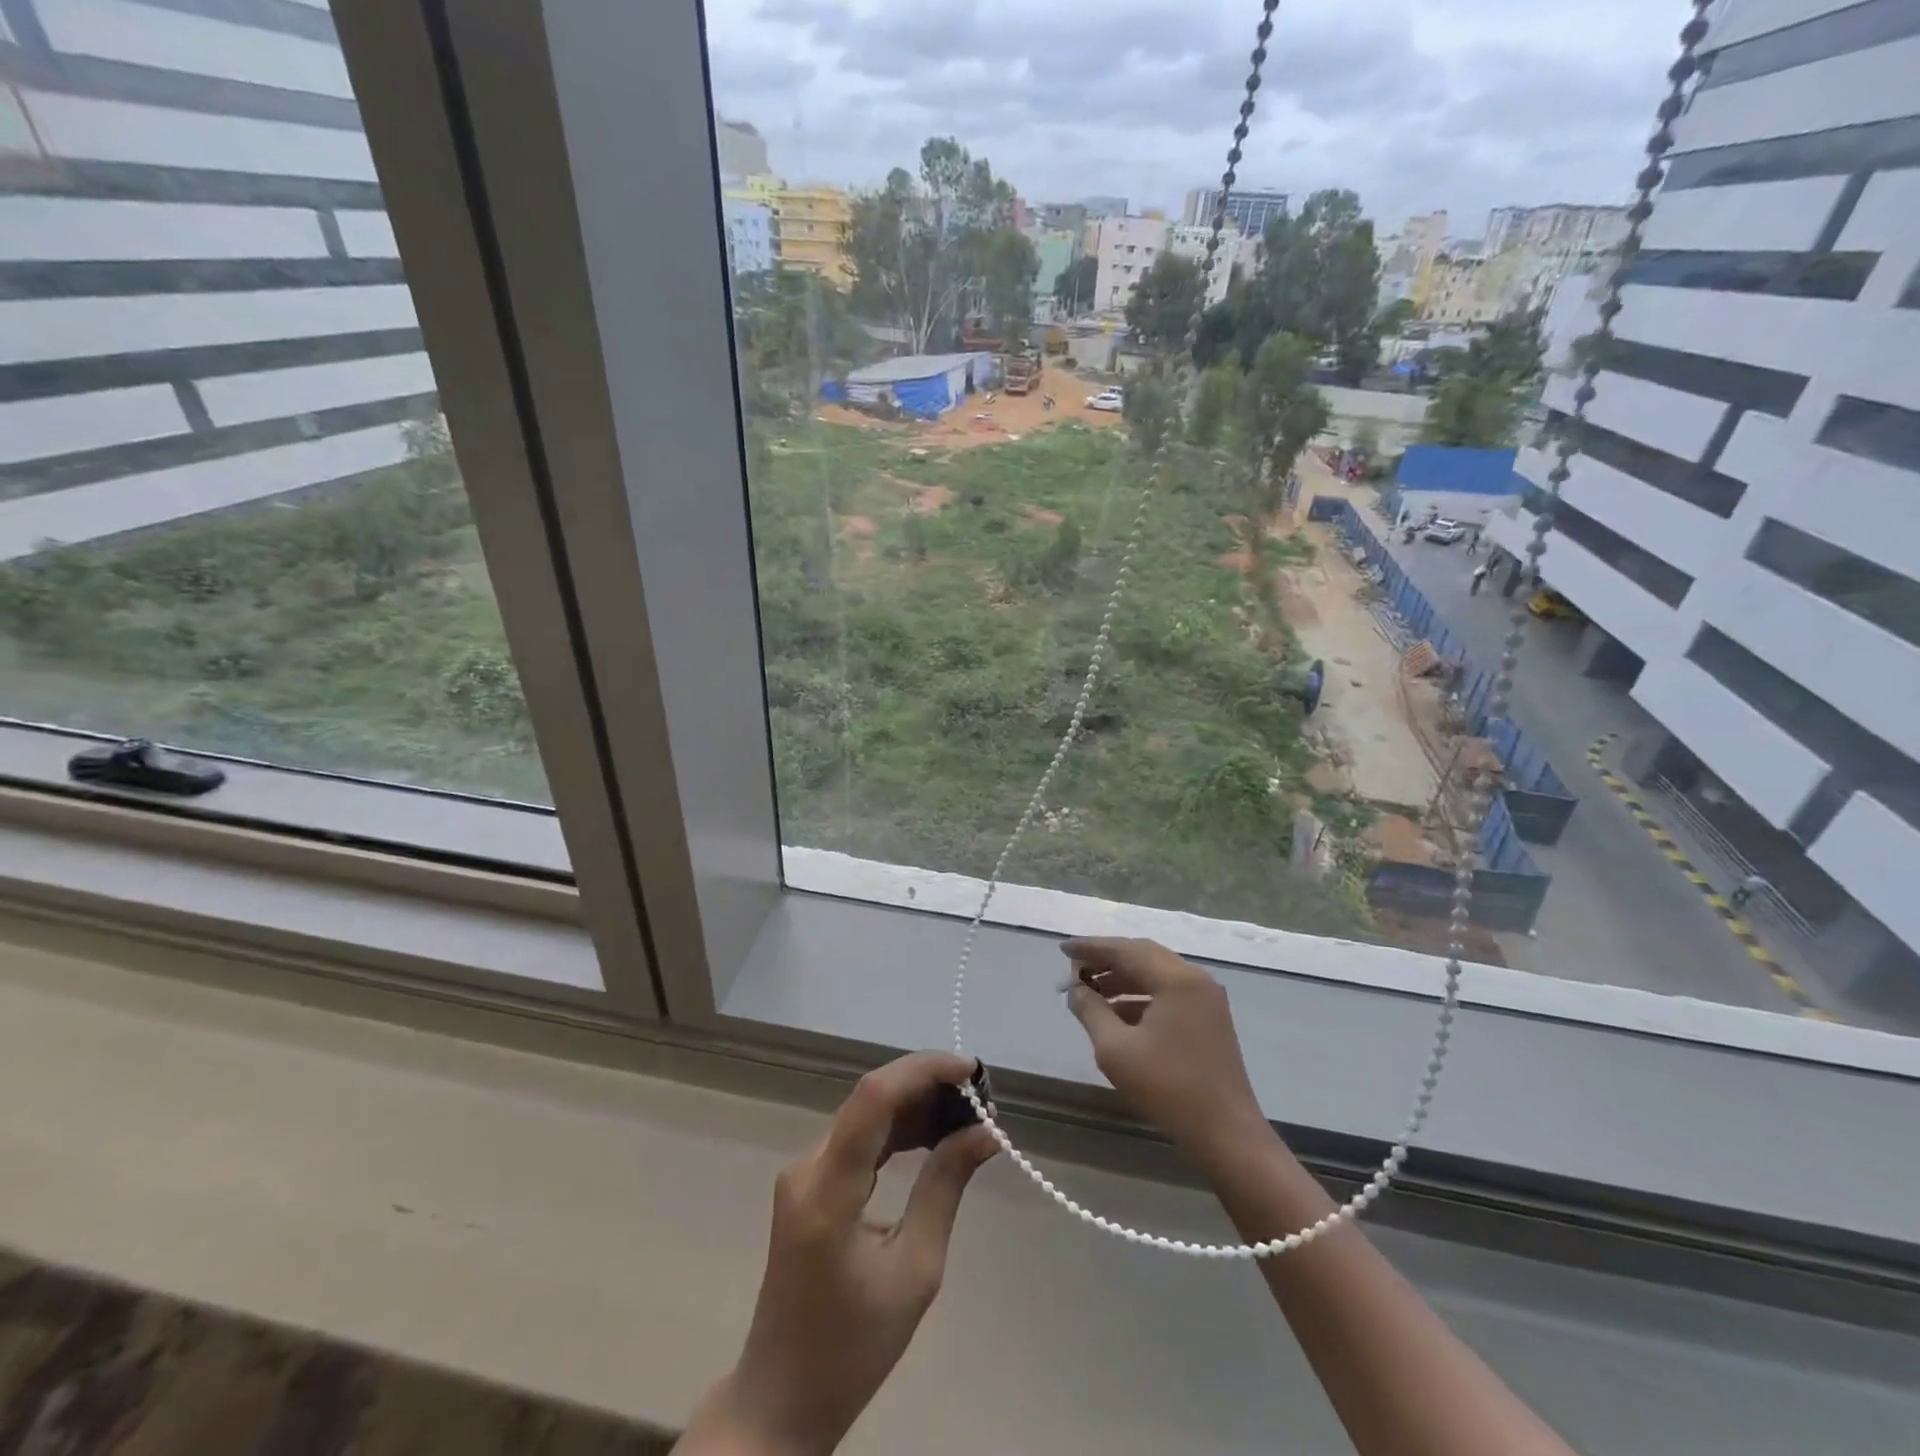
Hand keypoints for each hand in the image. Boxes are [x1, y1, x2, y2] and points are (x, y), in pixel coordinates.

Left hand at [684, 1051, 995, 1455]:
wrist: (782, 1398)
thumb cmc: (854, 1347)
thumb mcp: (915, 1270)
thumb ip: (945, 1188)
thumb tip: (984, 1132)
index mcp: (827, 1189)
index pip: (875, 1097)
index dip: (924, 1070)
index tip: (973, 1072)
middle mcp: (807, 1166)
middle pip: (870, 1098)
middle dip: (927, 1084)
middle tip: (980, 1097)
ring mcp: (803, 1173)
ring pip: (864, 1113)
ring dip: (914, 1104)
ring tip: (966, 1113)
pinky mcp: (808, 1184)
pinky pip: (857, 1137)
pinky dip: (896, 1129)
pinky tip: (931, 1135)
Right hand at [1062, 937, 1269, 1167]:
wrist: (1226, 1134)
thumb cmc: (1168, 1088)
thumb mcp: (1115, 1049)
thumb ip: (1090, 1011)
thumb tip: (1074, 989)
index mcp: (1176, 979)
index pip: (1125, 950)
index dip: (1091, 948)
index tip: (1063, 949)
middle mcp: (1195, 979)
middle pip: (1142, 956)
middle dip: (1106, 960)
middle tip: (1074, 968)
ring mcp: (1206, 999)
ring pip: (1156, 974)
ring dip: (1122, 978)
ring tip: (1089, 990)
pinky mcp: (1209, 1019)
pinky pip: (1168, 993)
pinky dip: (1140, 996)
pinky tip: (1116, 1012)